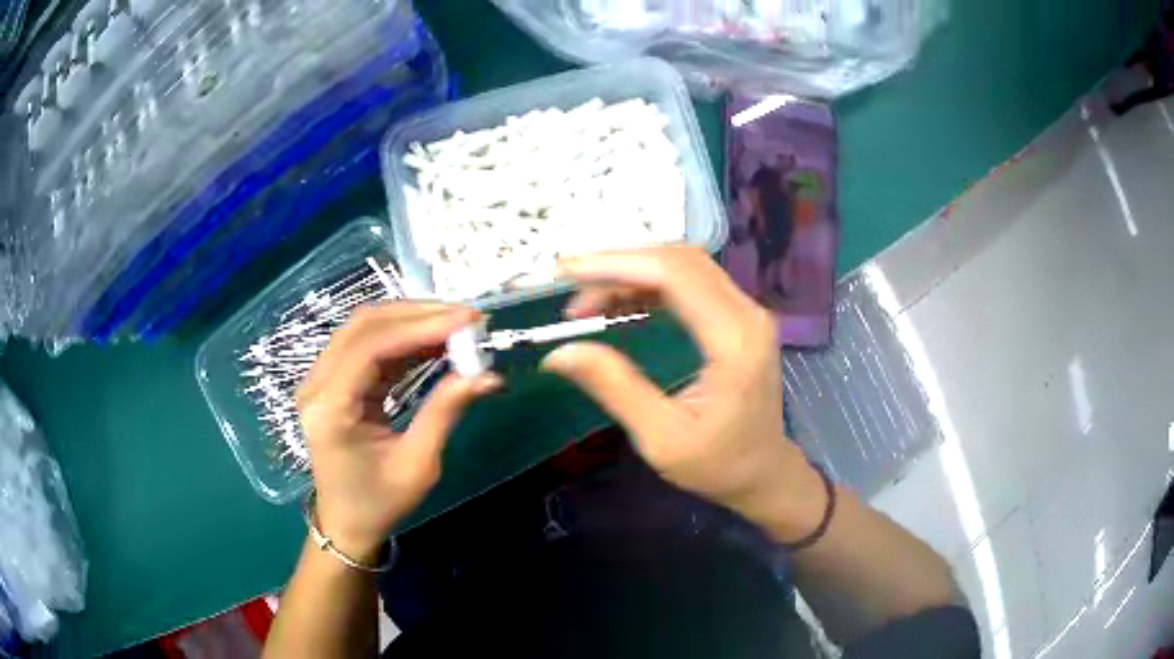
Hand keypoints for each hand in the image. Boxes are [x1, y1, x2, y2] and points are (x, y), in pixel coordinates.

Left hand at [296, 304, 501, 560]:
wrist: (346, 523)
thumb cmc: (379, 503)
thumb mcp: (417, 465)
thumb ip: (445, 413)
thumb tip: (486, 375)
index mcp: (330, 409)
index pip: (372, 347)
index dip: (420, 327)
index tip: (467, 321)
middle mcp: (317, 384)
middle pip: (364, 325)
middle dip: (417, 314)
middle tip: (466, 317)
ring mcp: (320, 379)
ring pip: (364, 328)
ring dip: (410, 320)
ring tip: (454, 324)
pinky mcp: (332, 380)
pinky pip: (366, 344)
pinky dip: (401, 337)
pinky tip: (432, 340)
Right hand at [542, 247, 824, 538]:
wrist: (763, 471)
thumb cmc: (717, 463)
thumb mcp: (660, 438)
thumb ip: (614, 387)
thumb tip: (559, 352)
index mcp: (734, 340)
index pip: (674, 275)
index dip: (617, 265)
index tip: (567, 271)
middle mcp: (747, 313)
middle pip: (678, 261)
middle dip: (618, 265)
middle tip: (569, 285)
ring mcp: (746, 311)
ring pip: (683, 266)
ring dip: (631, 274)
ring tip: (586, 304)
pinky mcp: (738, 316)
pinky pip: (690, 282)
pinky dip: (649, 285)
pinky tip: (619, 304)